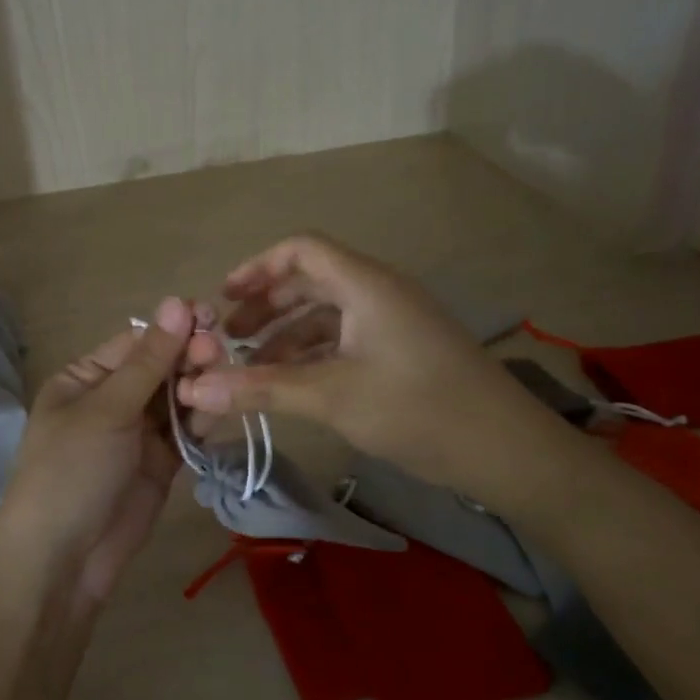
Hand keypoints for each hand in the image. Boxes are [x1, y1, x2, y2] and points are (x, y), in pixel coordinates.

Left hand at [0, 297, 199, 607]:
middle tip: (218, 351)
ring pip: (177, 398)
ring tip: (222, 379)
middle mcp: (112, 400)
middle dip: (189, 357)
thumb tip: (177, 302)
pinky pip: (185, 432)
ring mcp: (137, 434)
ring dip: (199, 386)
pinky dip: (201, 420)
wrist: (62, 562)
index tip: (210, 316)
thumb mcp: (107, 409)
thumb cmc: (72, 471)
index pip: (136, 342)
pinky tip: (219, 409)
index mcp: (85, 379)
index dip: (172, 328)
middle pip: (160, 367)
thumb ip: (149, 360)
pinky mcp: (160, 464)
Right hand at [176, 235, 559, 499]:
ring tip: (250, 369)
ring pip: (327, 315)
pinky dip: (313, 355)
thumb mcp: (332, 396)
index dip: (257, 267)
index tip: (222, 299)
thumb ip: (261, 388)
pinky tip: (290, 384)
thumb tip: (193, 390)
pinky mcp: (402, 351)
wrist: (506, 450)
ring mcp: (393, 322)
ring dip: (286, 336)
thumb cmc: (417, 408)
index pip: (302, 249)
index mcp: (365, 284)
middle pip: (310, 281)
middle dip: (265, 307)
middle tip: (228, 339)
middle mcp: (379, 292)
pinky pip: (345, 339)